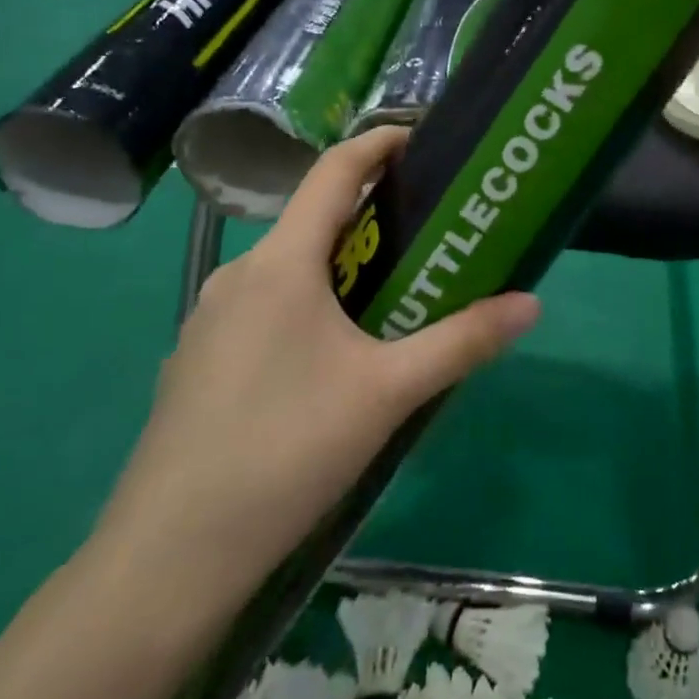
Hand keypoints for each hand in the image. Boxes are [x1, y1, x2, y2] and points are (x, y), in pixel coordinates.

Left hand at [94, 127, 538, 603]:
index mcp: (281, 263)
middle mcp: (240, 275)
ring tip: (395, 293)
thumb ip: (462, 342)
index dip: (379, 143)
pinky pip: (267, 308)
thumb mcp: (388, 393)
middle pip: (314, 220)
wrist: (167, 559)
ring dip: (342, 265)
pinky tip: (335, 357)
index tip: (423, 139)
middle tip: (431, 231)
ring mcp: (211, 319)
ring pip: (290, 269)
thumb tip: (531, 304)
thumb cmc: (285, 451)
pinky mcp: (200, 361)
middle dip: (373, 215)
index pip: (334, 171)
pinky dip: (310, 304)